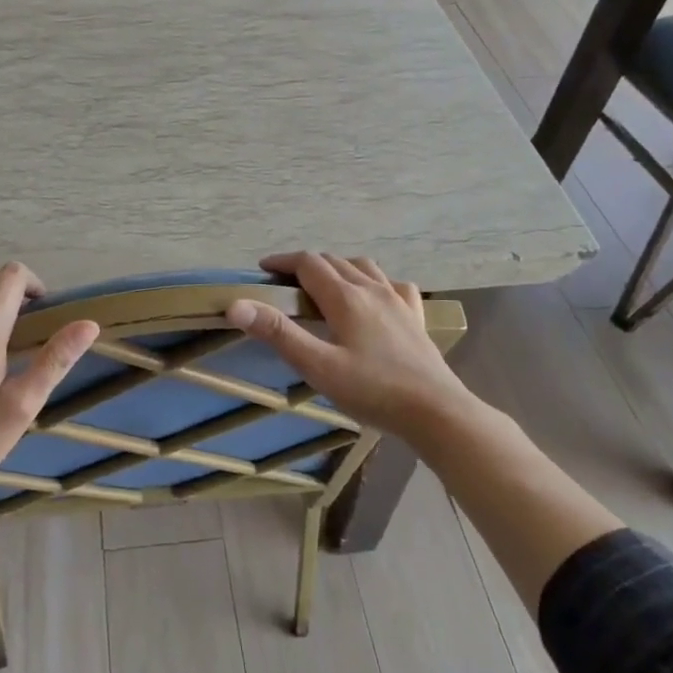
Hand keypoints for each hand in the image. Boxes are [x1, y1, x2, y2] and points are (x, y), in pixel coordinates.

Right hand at [225, 252, 474, 439]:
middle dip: (306, 265)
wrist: (436, 411)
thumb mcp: (317, 366)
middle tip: (285, 284)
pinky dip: (375, 282)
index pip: (308, 264)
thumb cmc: (372, 390)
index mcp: (345, 297)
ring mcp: (398, 301)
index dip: (283, 262)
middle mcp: (372, 289)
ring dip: (339, 267)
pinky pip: (394, 285)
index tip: (263, 270)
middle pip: (334, 261)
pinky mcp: (416, 317)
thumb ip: (278, 333)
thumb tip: (236, 305)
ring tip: (325, 285)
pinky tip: (375, 297)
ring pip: (364, 267)